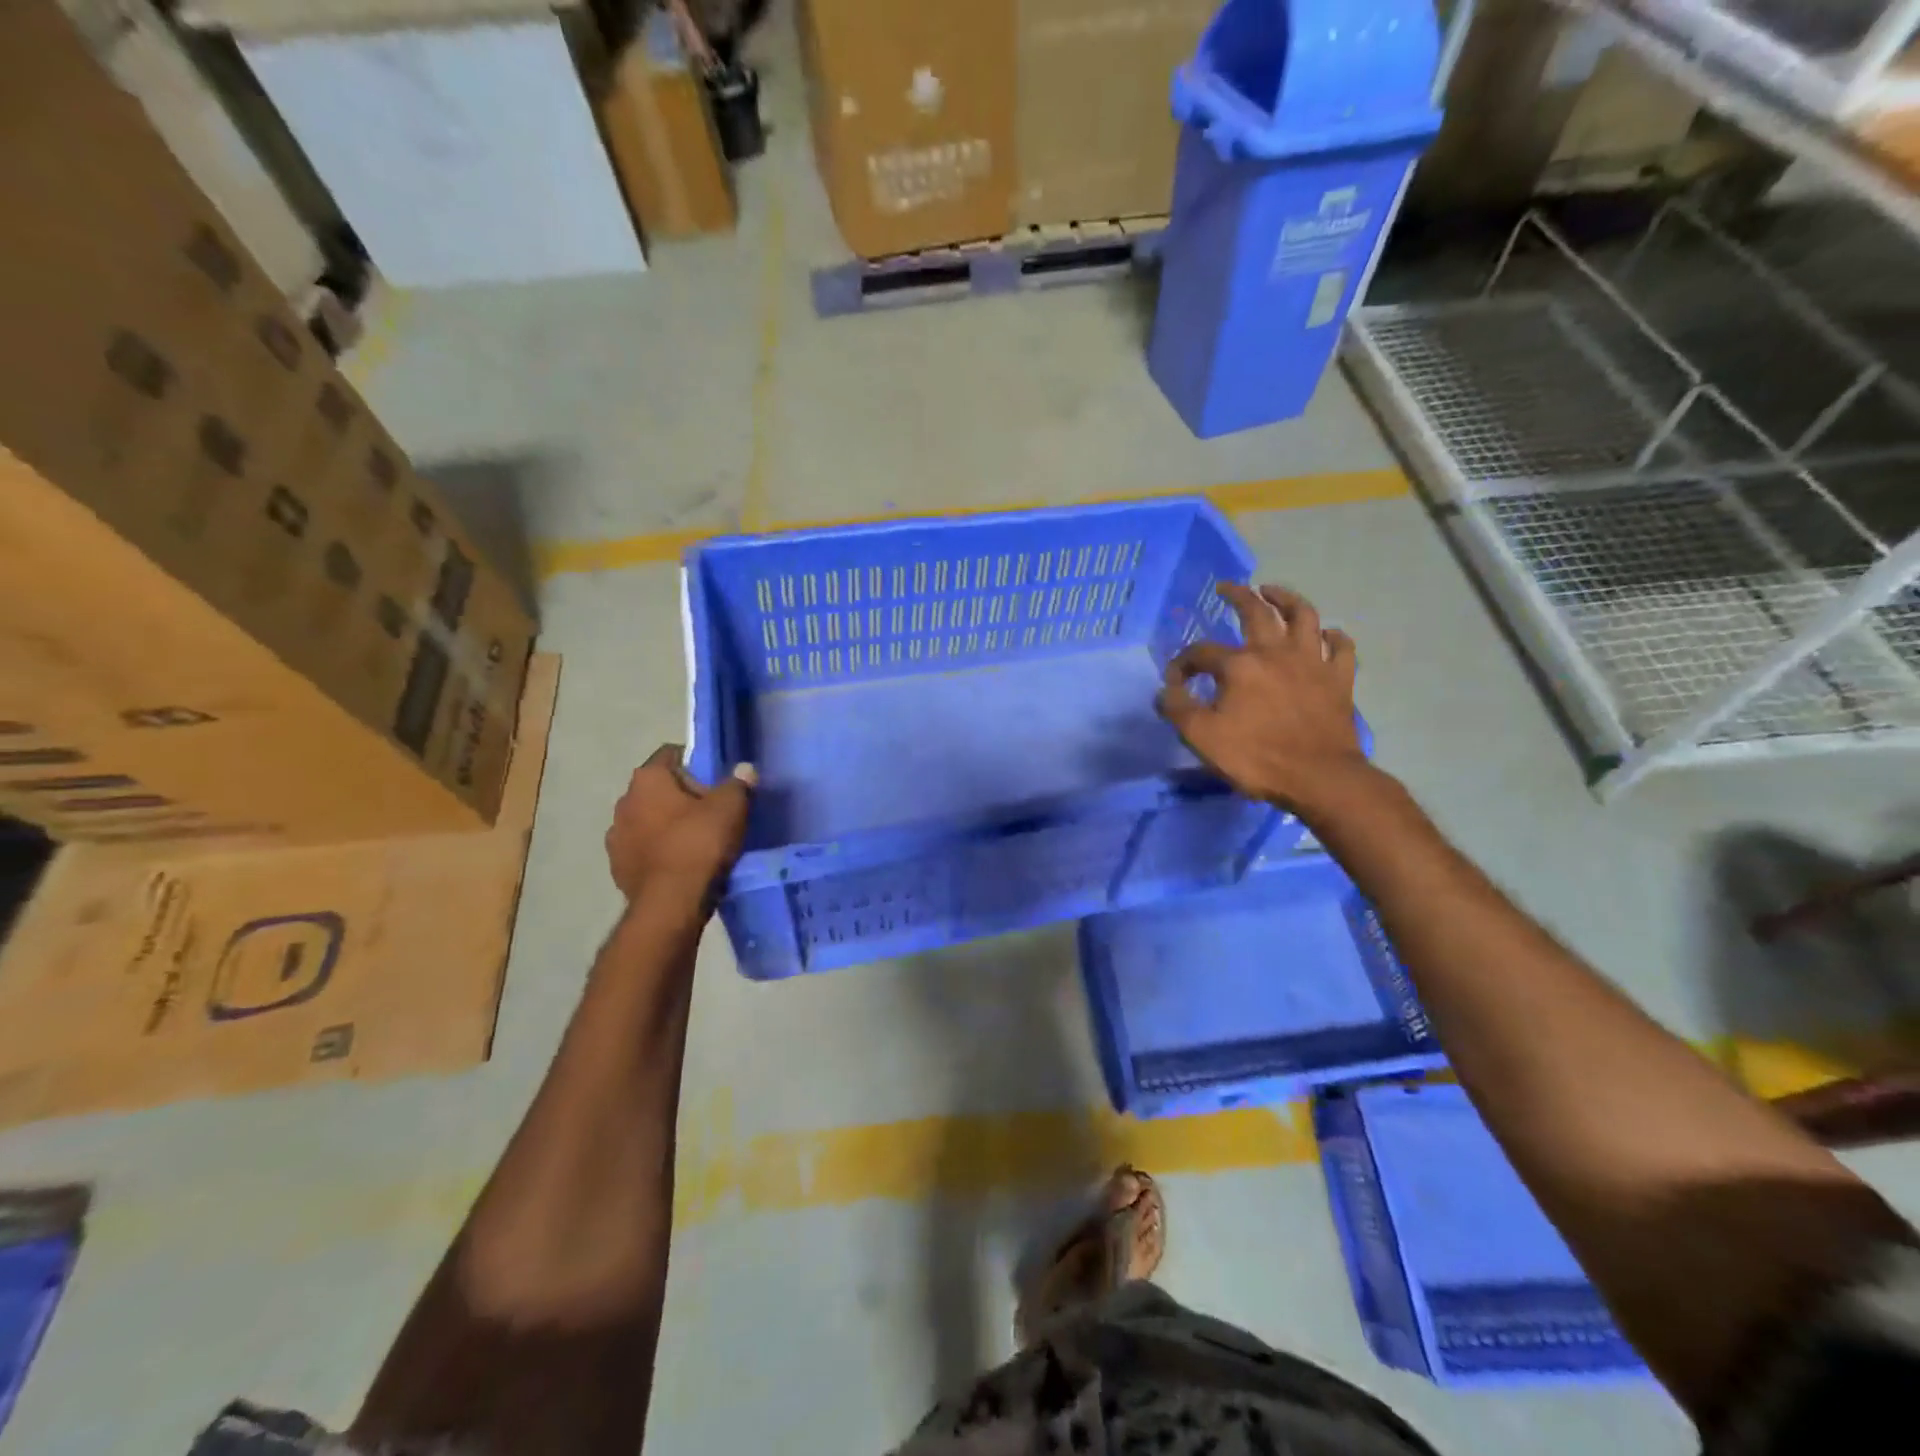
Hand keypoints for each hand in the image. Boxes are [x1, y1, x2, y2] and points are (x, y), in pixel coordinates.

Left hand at [605, 746, 755, 902]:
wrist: (671, 904)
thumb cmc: (699, 844)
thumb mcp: (731, 808)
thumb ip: (738, 783)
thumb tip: (744, 769)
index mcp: (647, 779)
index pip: (671, 754)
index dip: (696, 762)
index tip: (716, 779)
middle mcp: (624, 802)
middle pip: (659, 788)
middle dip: (683, 796)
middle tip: (713, 811)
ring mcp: (616, 837)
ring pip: (648, 820)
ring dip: (668, 825)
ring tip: (698, 841)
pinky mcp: (618, 867)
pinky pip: (644, 849)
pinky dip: (660, 851)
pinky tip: (682, 864)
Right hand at [1157, 583, 1369, 813]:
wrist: (1319, 778)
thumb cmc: (1257, 757)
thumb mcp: (1202, 737)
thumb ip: (1178, 709)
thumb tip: (1165, 689)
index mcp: (1240, 666)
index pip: (1202, 653)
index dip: (1184, 663)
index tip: (1175, 681)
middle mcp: (1276, 653)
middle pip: (1257, 612)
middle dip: (1239, 596)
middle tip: (1228, 587)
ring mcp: (1312, 663)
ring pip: (1304, 616)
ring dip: (1287, 599)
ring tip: (1273, 592)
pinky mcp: (1339, 679)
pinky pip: (1341, 648)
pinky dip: (1333, 637)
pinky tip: (1326, 635)